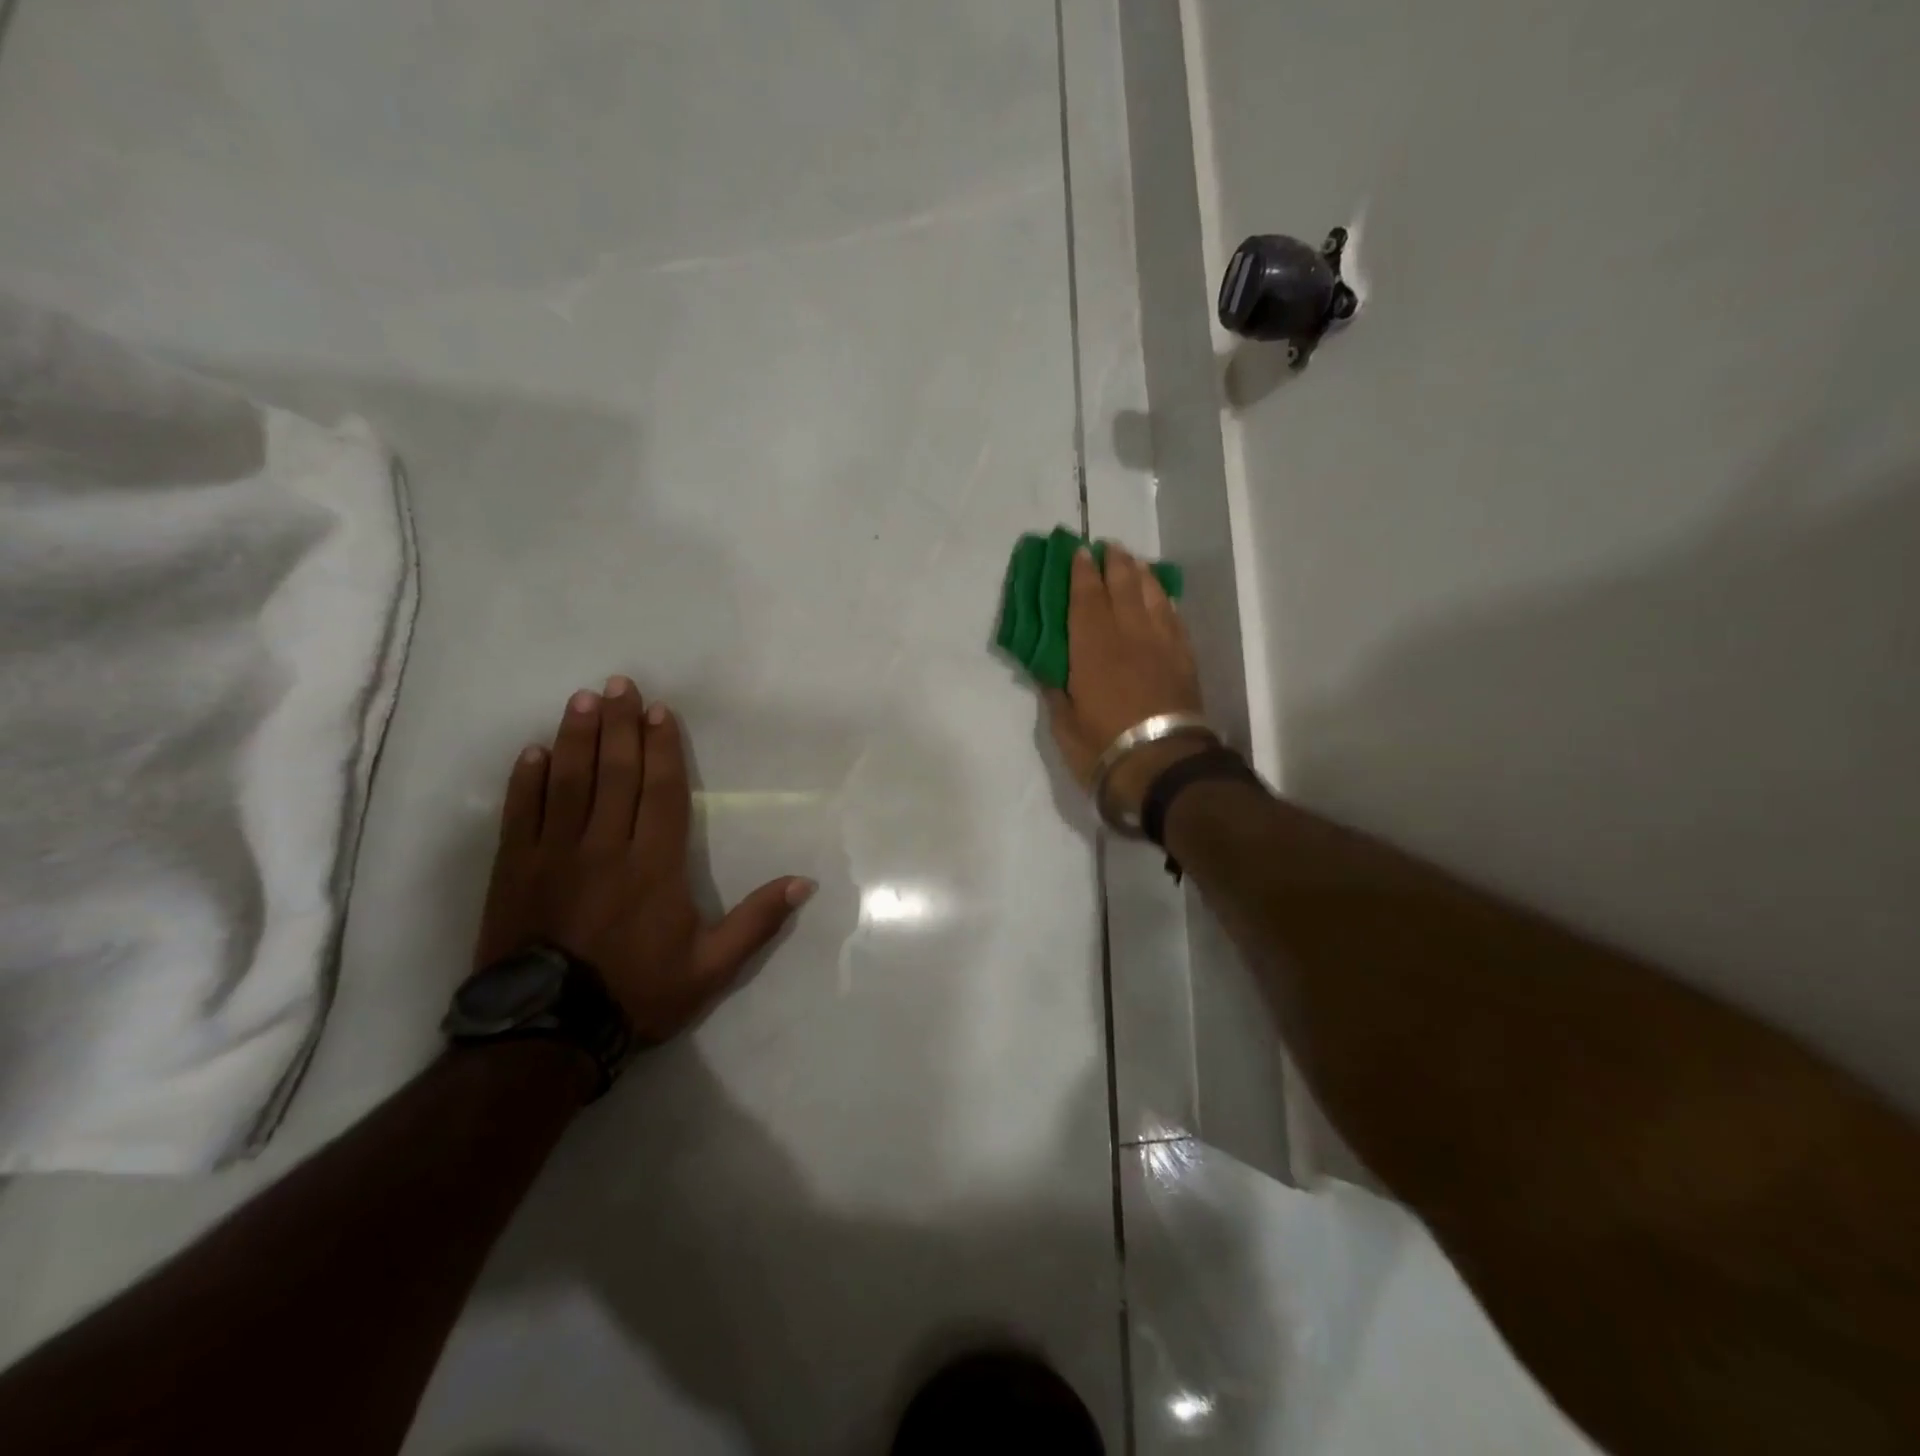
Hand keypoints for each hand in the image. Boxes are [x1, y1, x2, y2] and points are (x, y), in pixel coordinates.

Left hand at [474, 677, 814, 1042]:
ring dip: (576, 738)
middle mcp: (606, 847)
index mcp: (654, 865)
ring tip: (582, 700)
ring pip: (568, 783)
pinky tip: (534, 751)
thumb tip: (805, 882)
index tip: (659, 711)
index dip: (661, 748)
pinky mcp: (515, 870)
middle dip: (619, 725)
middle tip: (619, 684)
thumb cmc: (636, 993)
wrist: (545, 1034)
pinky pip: (522, 814)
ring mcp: (555, 855)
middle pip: (615, 774)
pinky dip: (527, 780)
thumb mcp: (711, 968)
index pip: (661, 792)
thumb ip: (757, 921)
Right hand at [1046, 543, 1207, 816]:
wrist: (1163, 766)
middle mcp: (1128, 635)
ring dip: (1140, 574)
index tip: (1078, 552)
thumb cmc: (1103, 746)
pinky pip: (1173, 618)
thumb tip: (1049, 670)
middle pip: (1121, 586)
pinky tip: (1160, 597)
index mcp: (1092, 647)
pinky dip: (1164, 601)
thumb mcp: (1064, 724)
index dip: (1080, 573)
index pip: (1084, 598)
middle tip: (1106, 548)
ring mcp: (1160, 644)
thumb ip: (1056, 691)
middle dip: (1113, 563)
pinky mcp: (1183, 659)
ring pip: (1151, 596)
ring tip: (1132, 563)